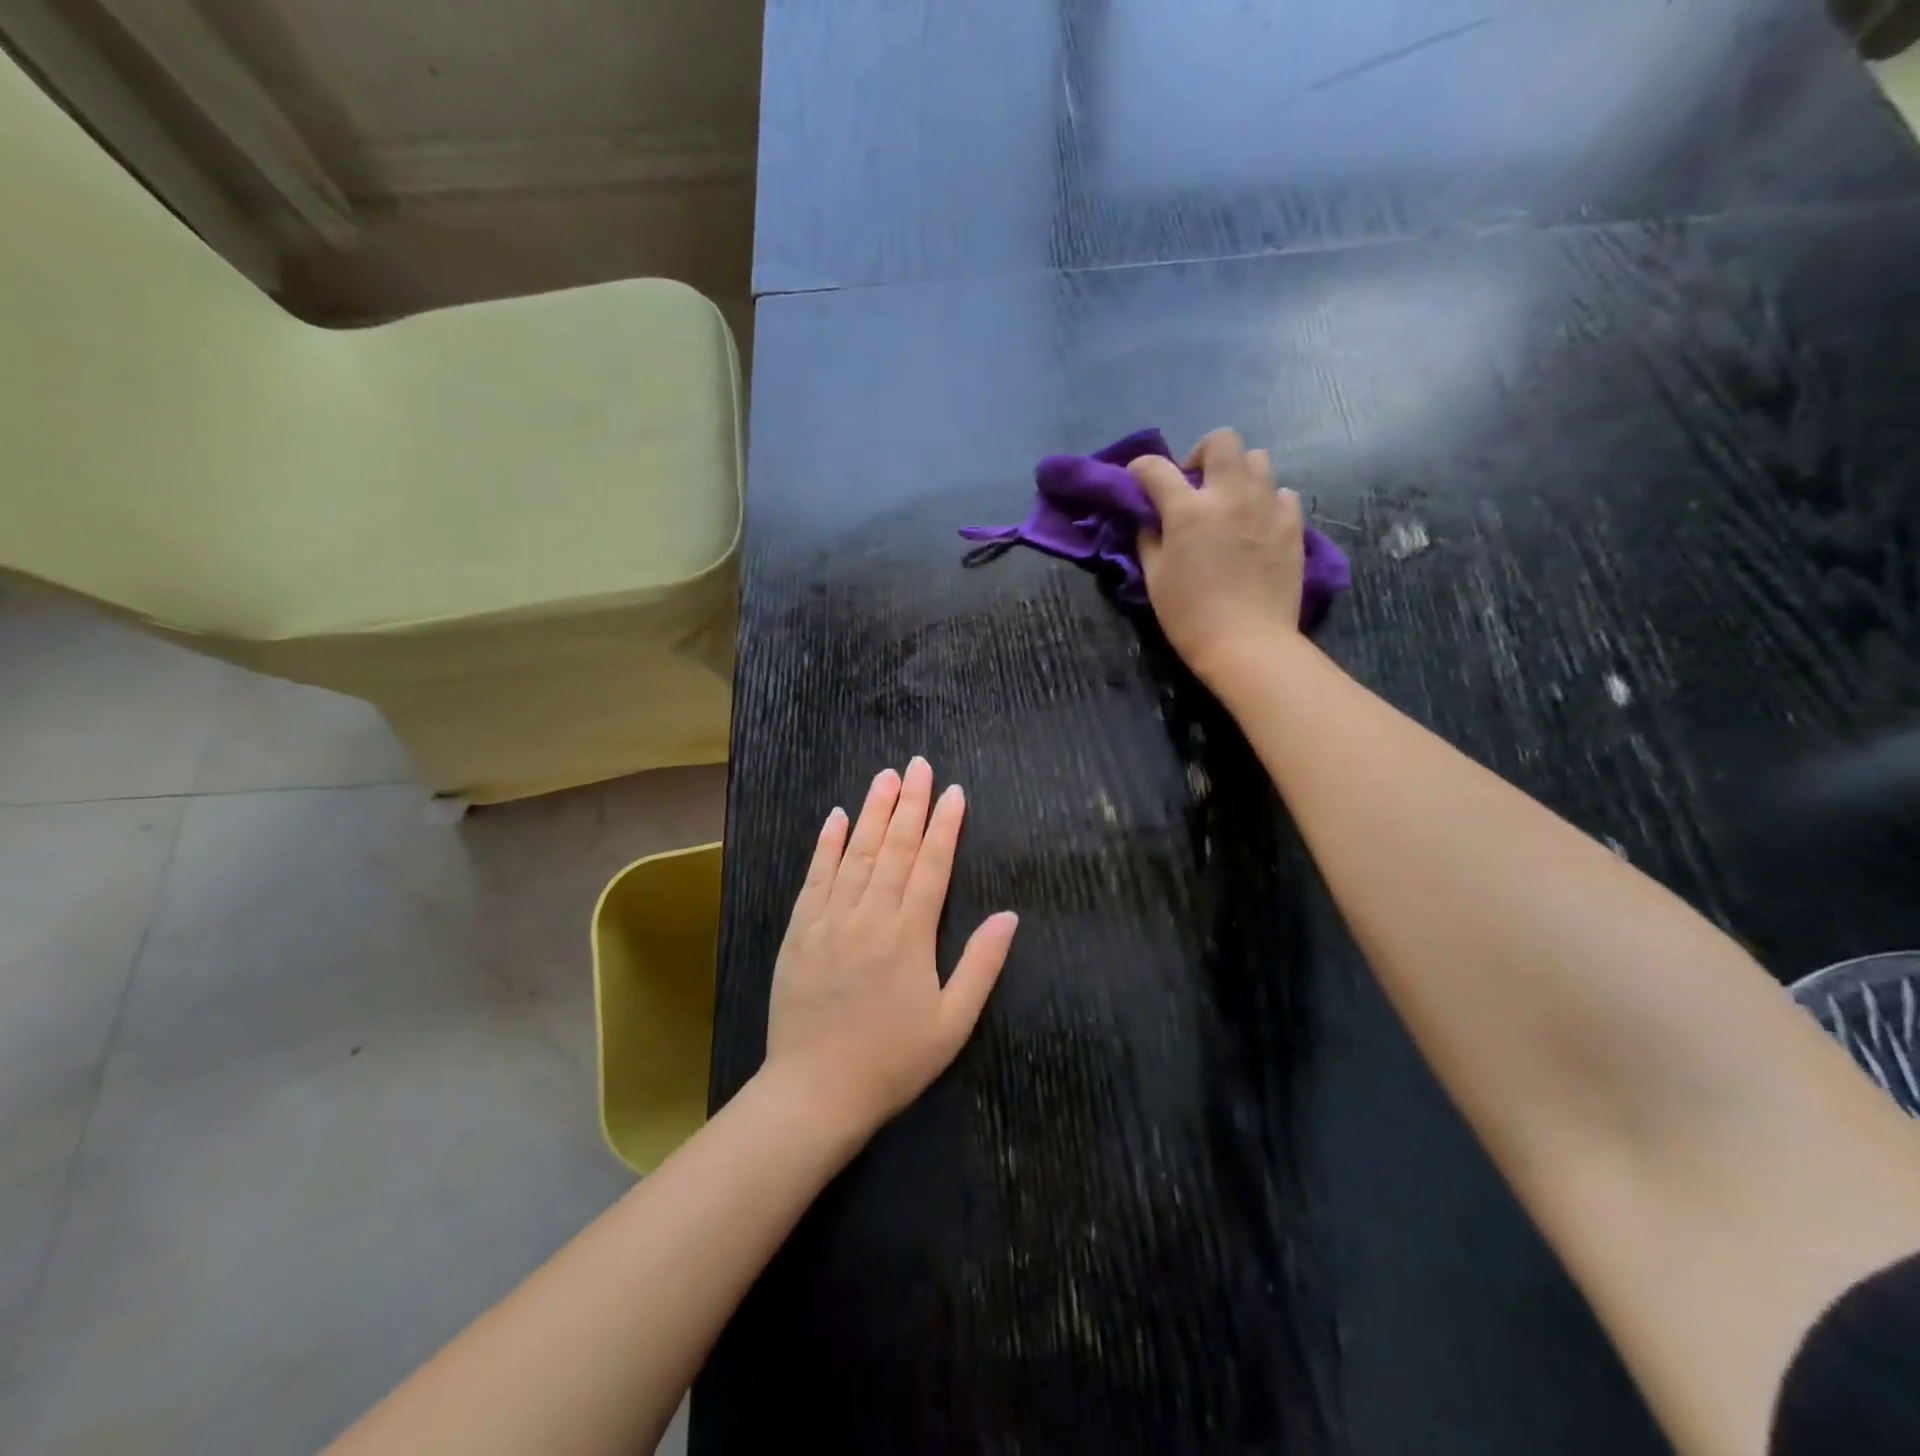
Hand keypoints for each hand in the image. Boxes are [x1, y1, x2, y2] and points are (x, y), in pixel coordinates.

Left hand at [762, 757, 1018, 1135]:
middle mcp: (869, 916)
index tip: (953, 792)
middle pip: (893, 848)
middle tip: (918, 765)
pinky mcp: (799, 932)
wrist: (814, 1093)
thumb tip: (1010, 915)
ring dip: (871, 812)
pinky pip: (815, 877)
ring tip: (885, 777)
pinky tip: (834, 817)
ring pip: (854, 854)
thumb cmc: (892, 1061)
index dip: (945, 826)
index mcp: (909, 935)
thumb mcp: (952, 1023)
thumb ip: (981, 965)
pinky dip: (826, 845)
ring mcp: (829, 920)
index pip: (931, 866)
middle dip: (909, 803)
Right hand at [1129, 428, 1305, 686]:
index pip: (1156, 469)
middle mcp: (1230, 496)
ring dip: (1237, 472)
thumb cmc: (1190, 616)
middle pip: (1222, 440)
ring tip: (1229, 501)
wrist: (1247, 644)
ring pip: (1257, 459)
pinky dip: (1266, 499)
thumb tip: (1150, 519)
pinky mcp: (1293, 524)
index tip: (1138, 479)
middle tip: (1195, 483)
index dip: (1141, 469)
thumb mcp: (1155, 578)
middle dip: (1202, 453)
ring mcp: (1266, 506)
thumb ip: (1149, 539)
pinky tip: (1257, 523)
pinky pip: (1281, 493)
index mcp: (1188, 510)